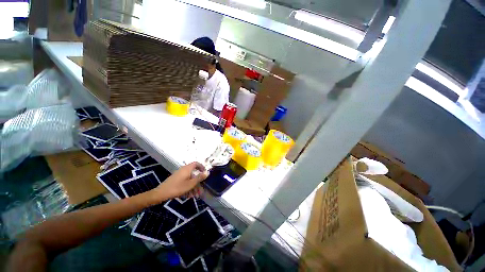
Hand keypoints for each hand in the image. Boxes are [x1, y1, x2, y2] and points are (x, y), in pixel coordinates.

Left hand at [150, 162, 207, 201]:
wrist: (161, 193)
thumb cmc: (177, 187)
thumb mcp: (191, 184)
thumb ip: (200, 178)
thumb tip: (208, 172)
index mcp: (187, 169)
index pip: (196, 164)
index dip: (202, 167)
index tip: (205, 173)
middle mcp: (184, 170)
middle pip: (193, 174)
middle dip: (198, 182)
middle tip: (201, 190)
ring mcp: (179, 175)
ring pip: (189, 179)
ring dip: (193, 187)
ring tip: (195, 196)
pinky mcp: (176, 180)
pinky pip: (185, 182)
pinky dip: (188, 187)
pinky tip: (189, 195)